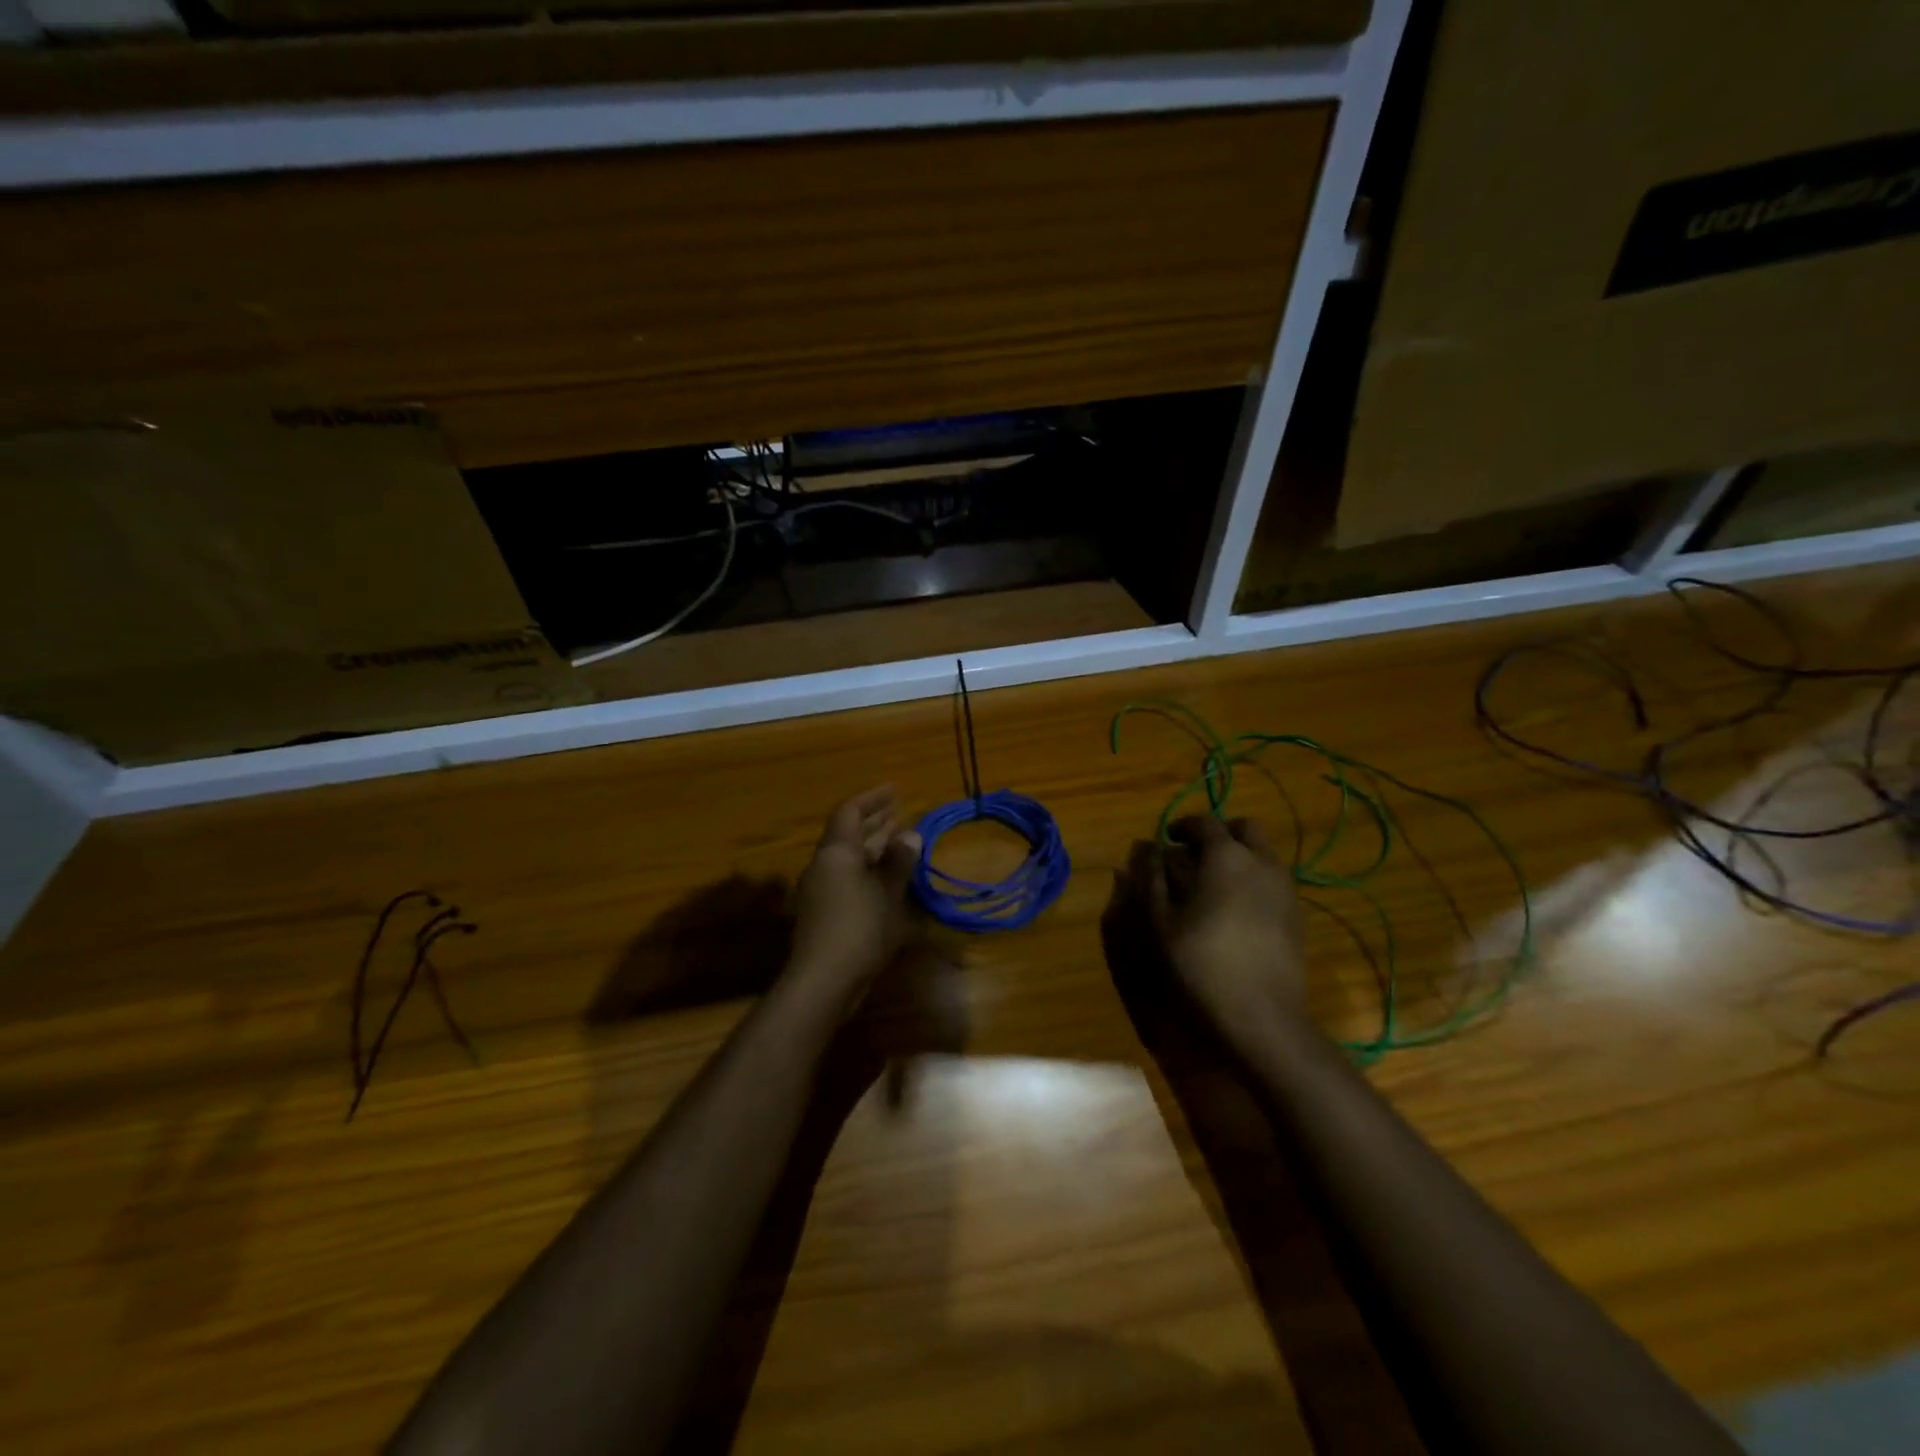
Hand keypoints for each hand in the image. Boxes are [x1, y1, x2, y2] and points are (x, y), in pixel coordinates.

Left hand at [788, 786, 923, 1001]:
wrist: (823, 980)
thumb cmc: (859, 928)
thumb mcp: (888, 893)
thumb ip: (898, 862)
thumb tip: (910, 835)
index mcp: (836, 852)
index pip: (851, 812)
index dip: (873, 798)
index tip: (896, 790)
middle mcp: (824, 865)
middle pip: (848, 834)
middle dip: (874, 822)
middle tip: (900, 812)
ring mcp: (821, 890)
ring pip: (849, 858)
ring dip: (873, 847)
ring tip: (900, 841)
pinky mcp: (824, 913)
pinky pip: (848, 879)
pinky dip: (869, 871)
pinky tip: (889, 880)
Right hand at [1124, 815, 1306, 1031]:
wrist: (1261, 1015)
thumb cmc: (1201, 962)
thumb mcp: (1161, 920)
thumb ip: (1152, 878)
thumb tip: (1147, 850)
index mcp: (1226, 856)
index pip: (1204, 822)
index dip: (1182, 826)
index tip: (1167, 839)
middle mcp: (1262, 862)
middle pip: (1246, 828)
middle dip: (1220, 833)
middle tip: (1196, 855)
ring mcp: (1286, 888)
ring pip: (1264, 854)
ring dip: (1240, 856)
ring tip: (1214, 884)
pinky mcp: (1297, 915)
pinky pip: (1274, 880)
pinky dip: (1254, 880)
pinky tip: (1236, 911)